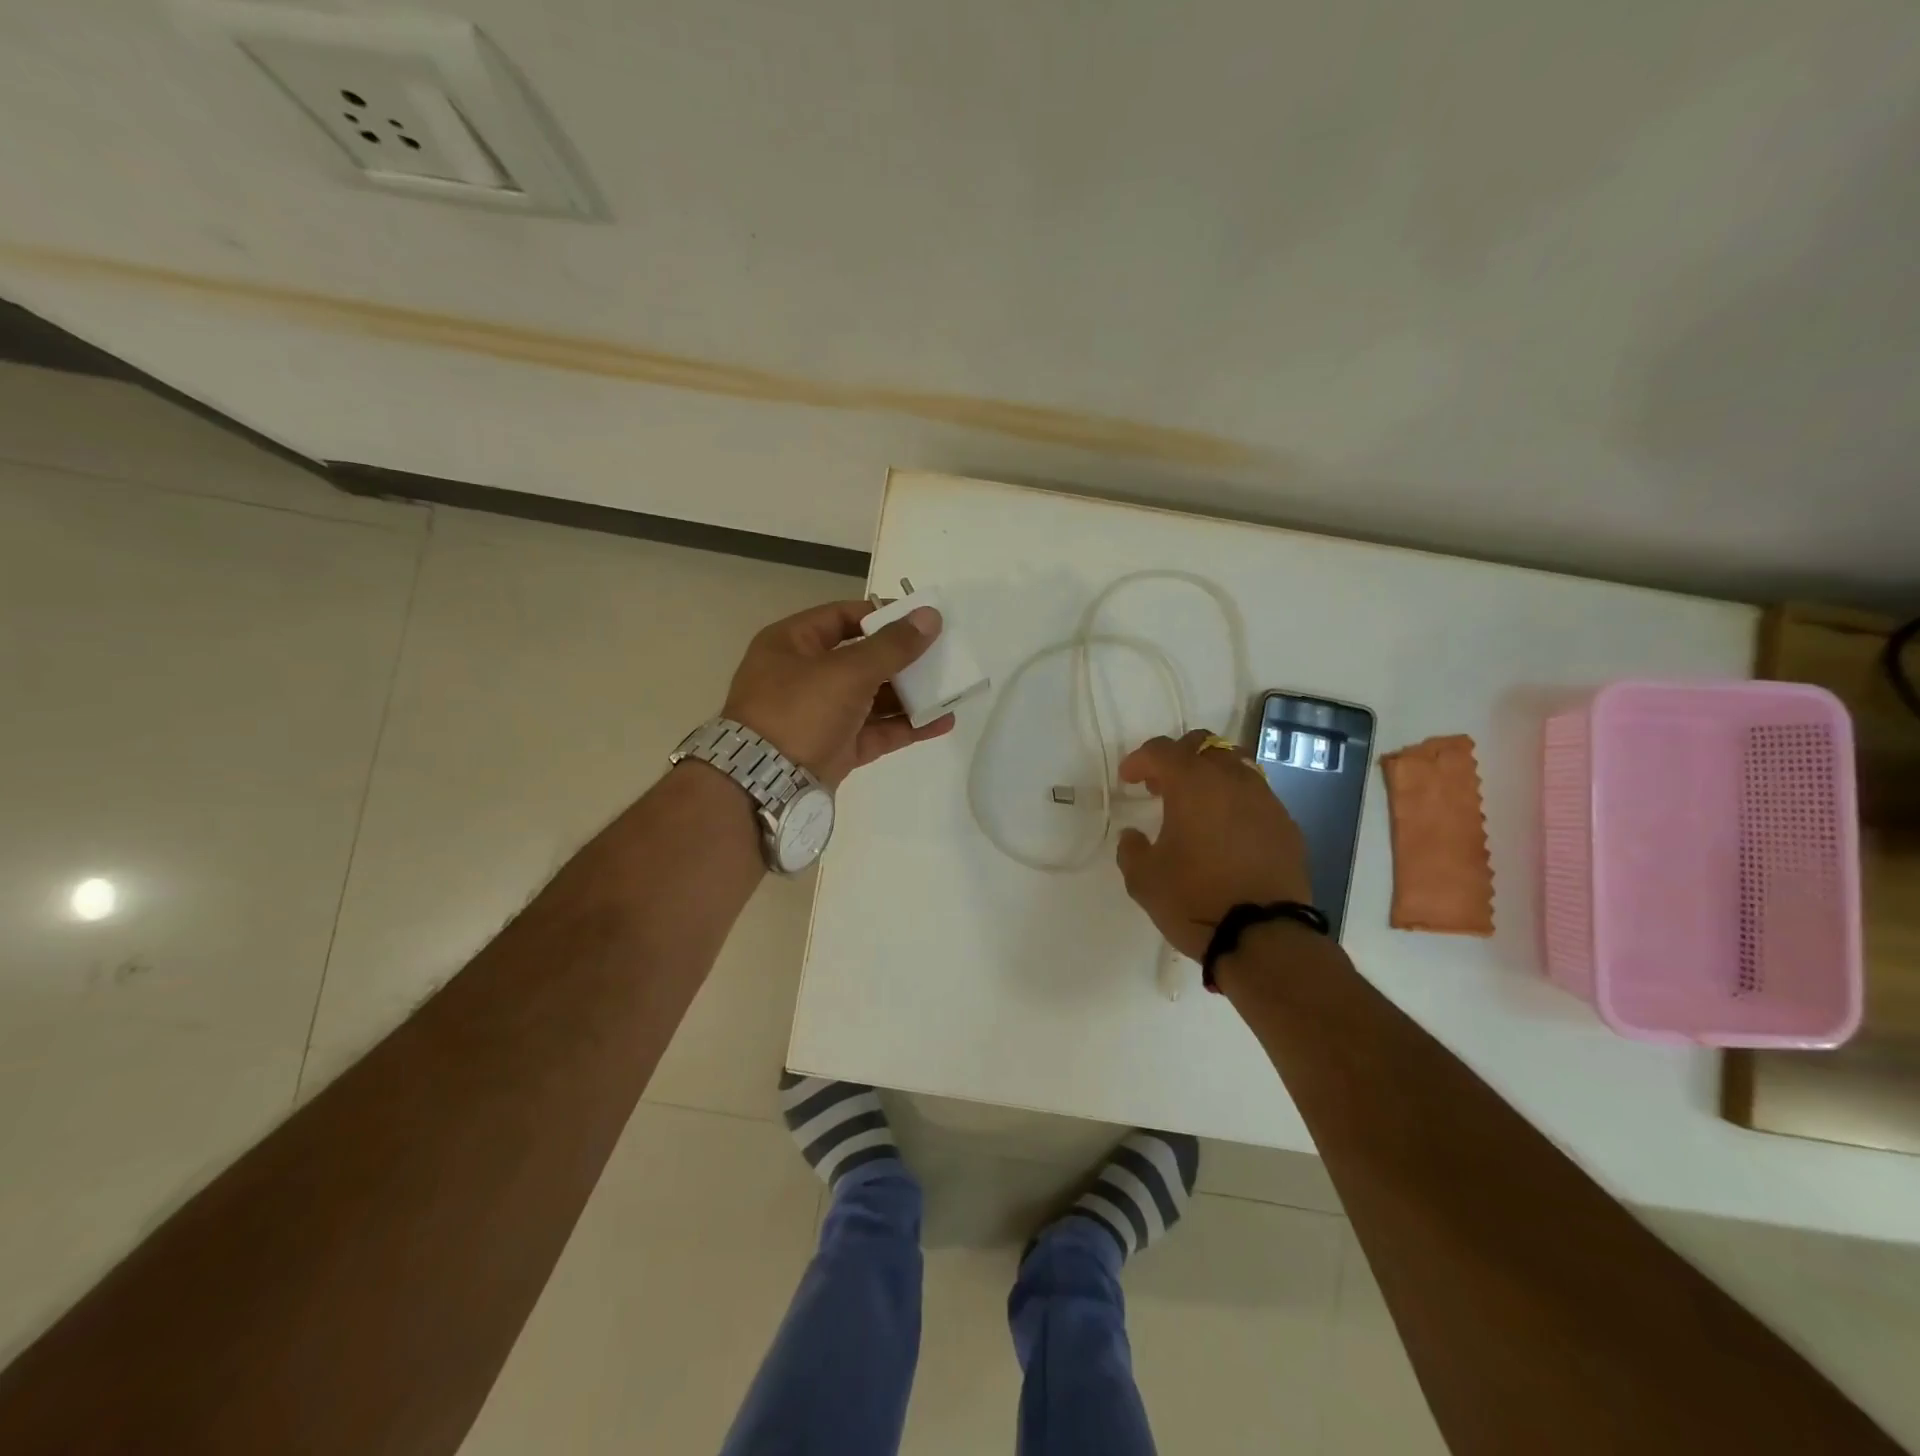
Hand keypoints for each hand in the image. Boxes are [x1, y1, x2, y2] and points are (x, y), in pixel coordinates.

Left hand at [722, 600, 954, 785]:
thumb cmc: (799, 710)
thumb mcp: (847, 671)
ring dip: (910, 695)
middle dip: (903, 659)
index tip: (919, 619)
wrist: (765, 784)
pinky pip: (876, 731)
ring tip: (950, 689)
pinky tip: (941, 722)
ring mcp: (820, 715)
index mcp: (792, 644)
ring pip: (872, 698)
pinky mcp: (836, 748)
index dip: (881, 615)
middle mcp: (804, 676)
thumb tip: (930, 616)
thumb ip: (892, 645)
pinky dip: (906, 726)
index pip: (841, 617)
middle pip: (862, 659)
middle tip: (942, 655)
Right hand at [1115, 729, 1312, 959]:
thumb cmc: (1194, 900)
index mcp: (1192, 783)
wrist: (1263, 936)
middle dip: (1178, 758)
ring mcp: (1265, 799)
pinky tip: (1227, 831)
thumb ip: (1132, 849)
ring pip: (1235, 766)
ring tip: (1197, 806)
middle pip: (1203, 745)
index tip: (1128, 779)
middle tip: (1162, 786)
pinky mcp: (1286, 824)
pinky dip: (1236, 801)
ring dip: (1211, 776)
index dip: (1139, 760)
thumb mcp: (1144, 879)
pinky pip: (1256, 796)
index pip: (1161, 751)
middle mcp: (1232, 779)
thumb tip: (1133, 836)